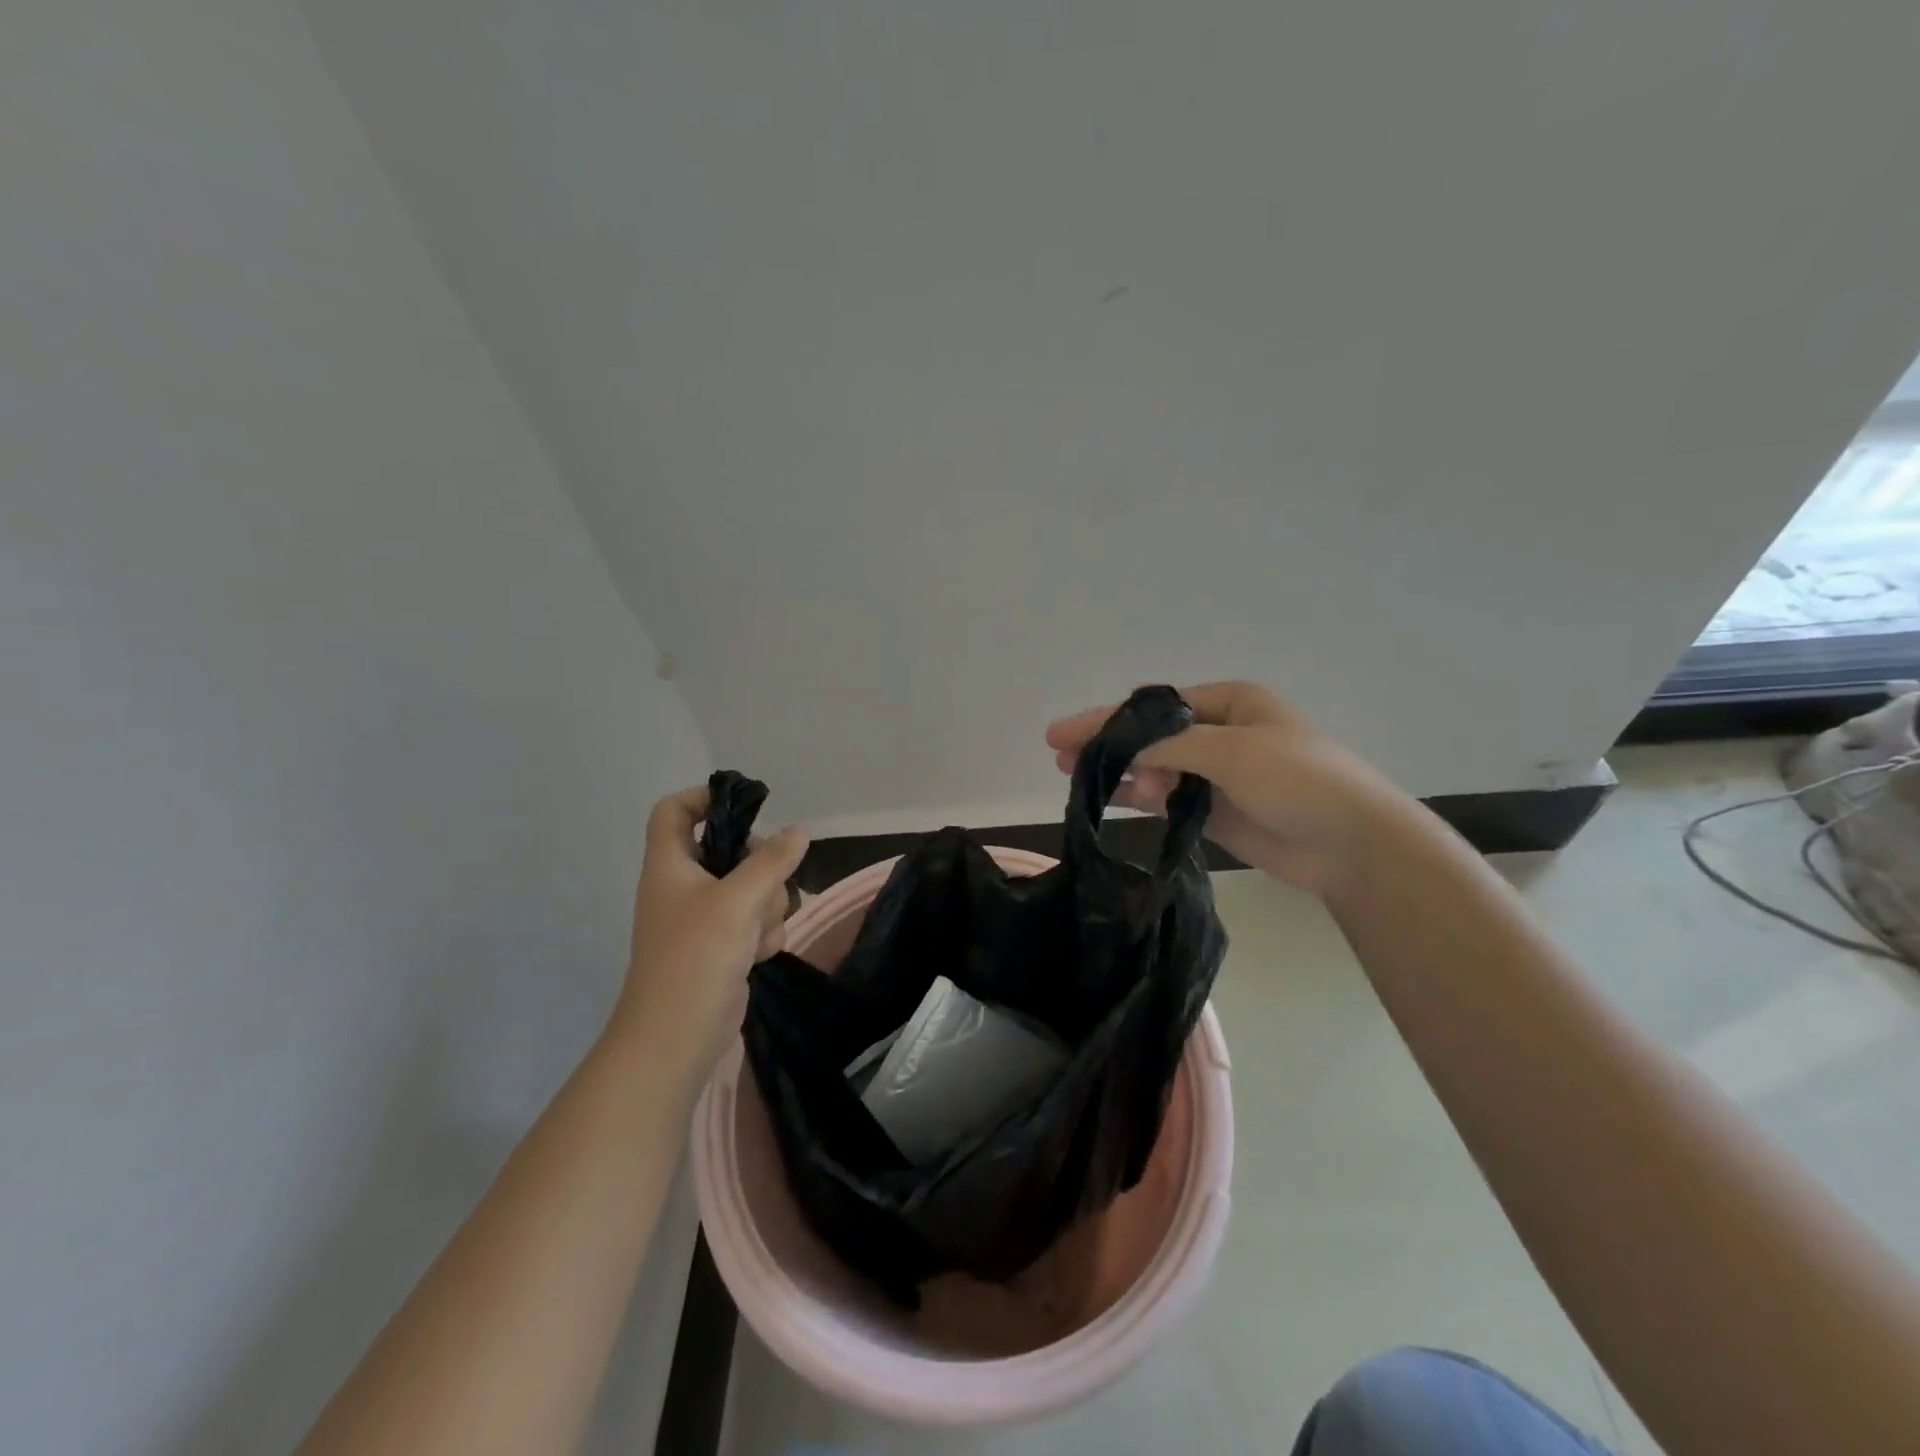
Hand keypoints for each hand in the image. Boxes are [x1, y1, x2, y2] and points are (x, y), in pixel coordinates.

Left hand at [612, 785, 809, 1078]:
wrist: (678, 1035)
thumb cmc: (696, 957)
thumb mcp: (738, 900)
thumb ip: (771, 861)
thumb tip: (799, 831)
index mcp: (670, 865)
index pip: (674, 811)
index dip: (704, 799)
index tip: (747, 808)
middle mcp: (684, 885)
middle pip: (730, 850)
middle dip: (760, 868)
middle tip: (766, 884)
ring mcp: (704, 917)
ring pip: (752, 887)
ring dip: (767, 906)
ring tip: (757, 932)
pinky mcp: (722, 944)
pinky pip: (756, 919)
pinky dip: (763, 933)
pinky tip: (758, 954)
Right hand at [1045, 681, 1400, 898]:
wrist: (1352, 845)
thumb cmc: (1299, 780)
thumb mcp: (1232, 751)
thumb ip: (1169, 747)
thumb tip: (1119, 753)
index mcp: (1229, 702)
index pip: (1153, 709)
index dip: (1106, 720)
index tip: (1061, 734)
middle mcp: (1219, 732)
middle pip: (1149, 736)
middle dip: (1107, 745)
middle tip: (1060, 758)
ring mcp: (1216, 772)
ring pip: (1155, 767)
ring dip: (1121, 772)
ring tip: (1077, 780)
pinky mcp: (1214, 809)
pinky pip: (1167, 797)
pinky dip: (1140, 797)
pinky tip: (1112, 799)